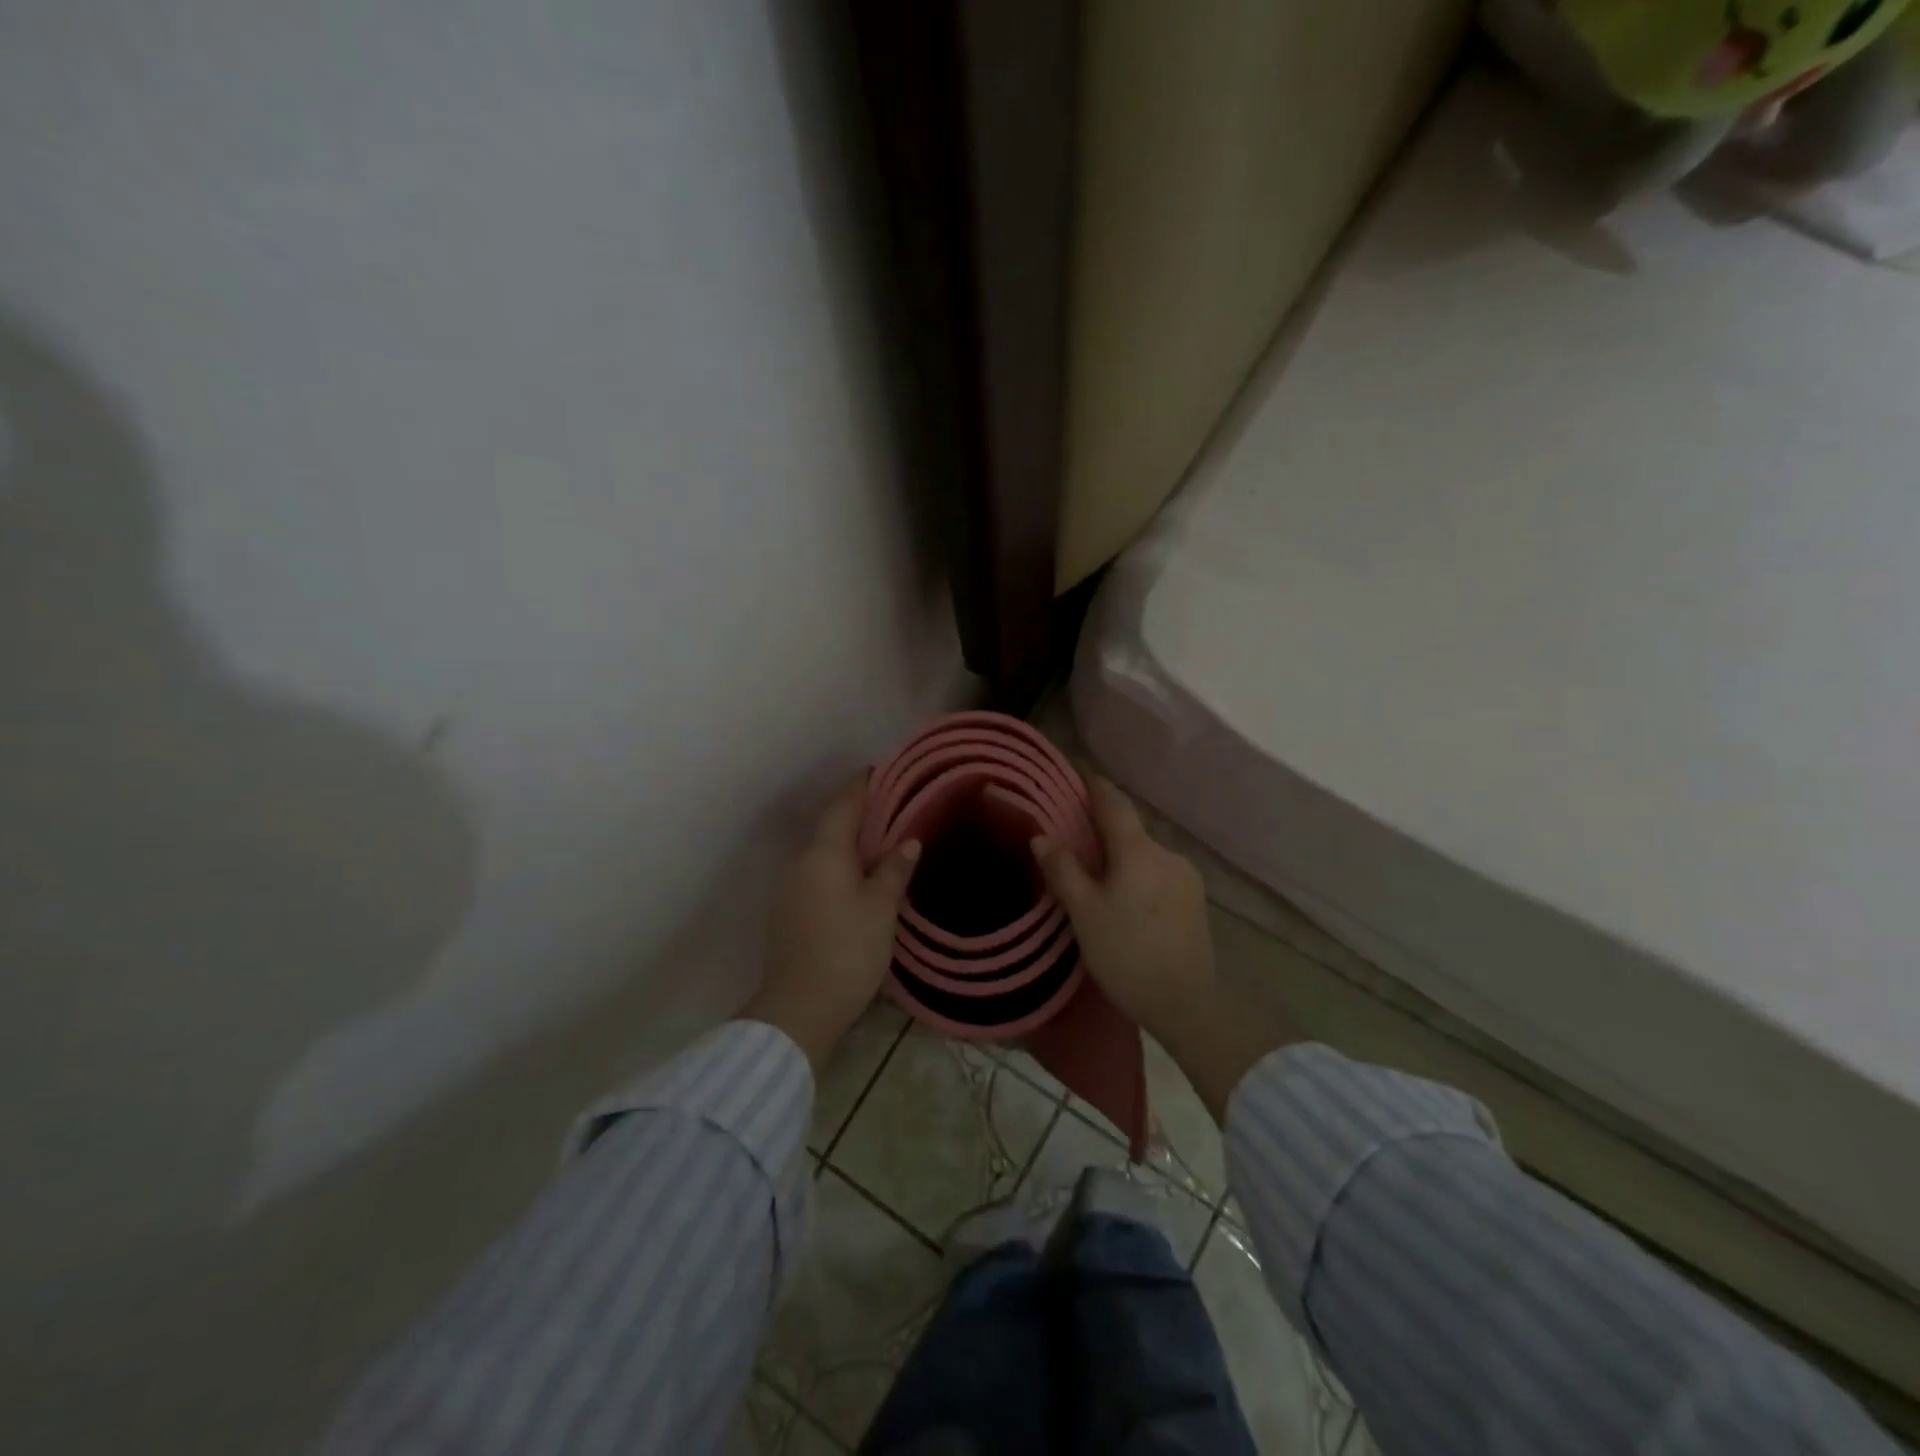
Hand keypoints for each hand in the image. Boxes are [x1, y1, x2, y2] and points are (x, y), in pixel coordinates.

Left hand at [742, 772, 919, 1070]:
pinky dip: (837, 866)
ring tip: (878, 841)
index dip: (860, 786)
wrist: (800, 1008)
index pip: (843, 806)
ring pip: (822, 852)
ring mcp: (790, 888)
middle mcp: (801, 862)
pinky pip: (816, 874)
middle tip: (889, 806)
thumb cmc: (847, 951)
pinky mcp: (788, 912)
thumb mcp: (881, 909)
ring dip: (847, 842)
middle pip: (830, 827)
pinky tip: (857, 878)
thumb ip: (893, 871)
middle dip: (856, 813)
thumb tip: (908, 841)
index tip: (878, 770)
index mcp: (824, 853)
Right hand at [1033, 775, 1291, 1121]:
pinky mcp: (1194, 899)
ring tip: (1096, 873)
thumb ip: (1064, 870)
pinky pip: (1157, 872)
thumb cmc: (1128, 955)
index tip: (1074, 768)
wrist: (1189, 1004)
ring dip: (1121, 854)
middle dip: (1102, 825)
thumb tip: (1042, 836)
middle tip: (1072, 833)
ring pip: (1144, 852)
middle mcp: (1167, 853)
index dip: (1093, 783)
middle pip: (1129, 828)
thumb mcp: (1085, 914)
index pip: (1113, 802)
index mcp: (1138, 850)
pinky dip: (1137, 872)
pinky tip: (1125, 897)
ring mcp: (1186, 876)